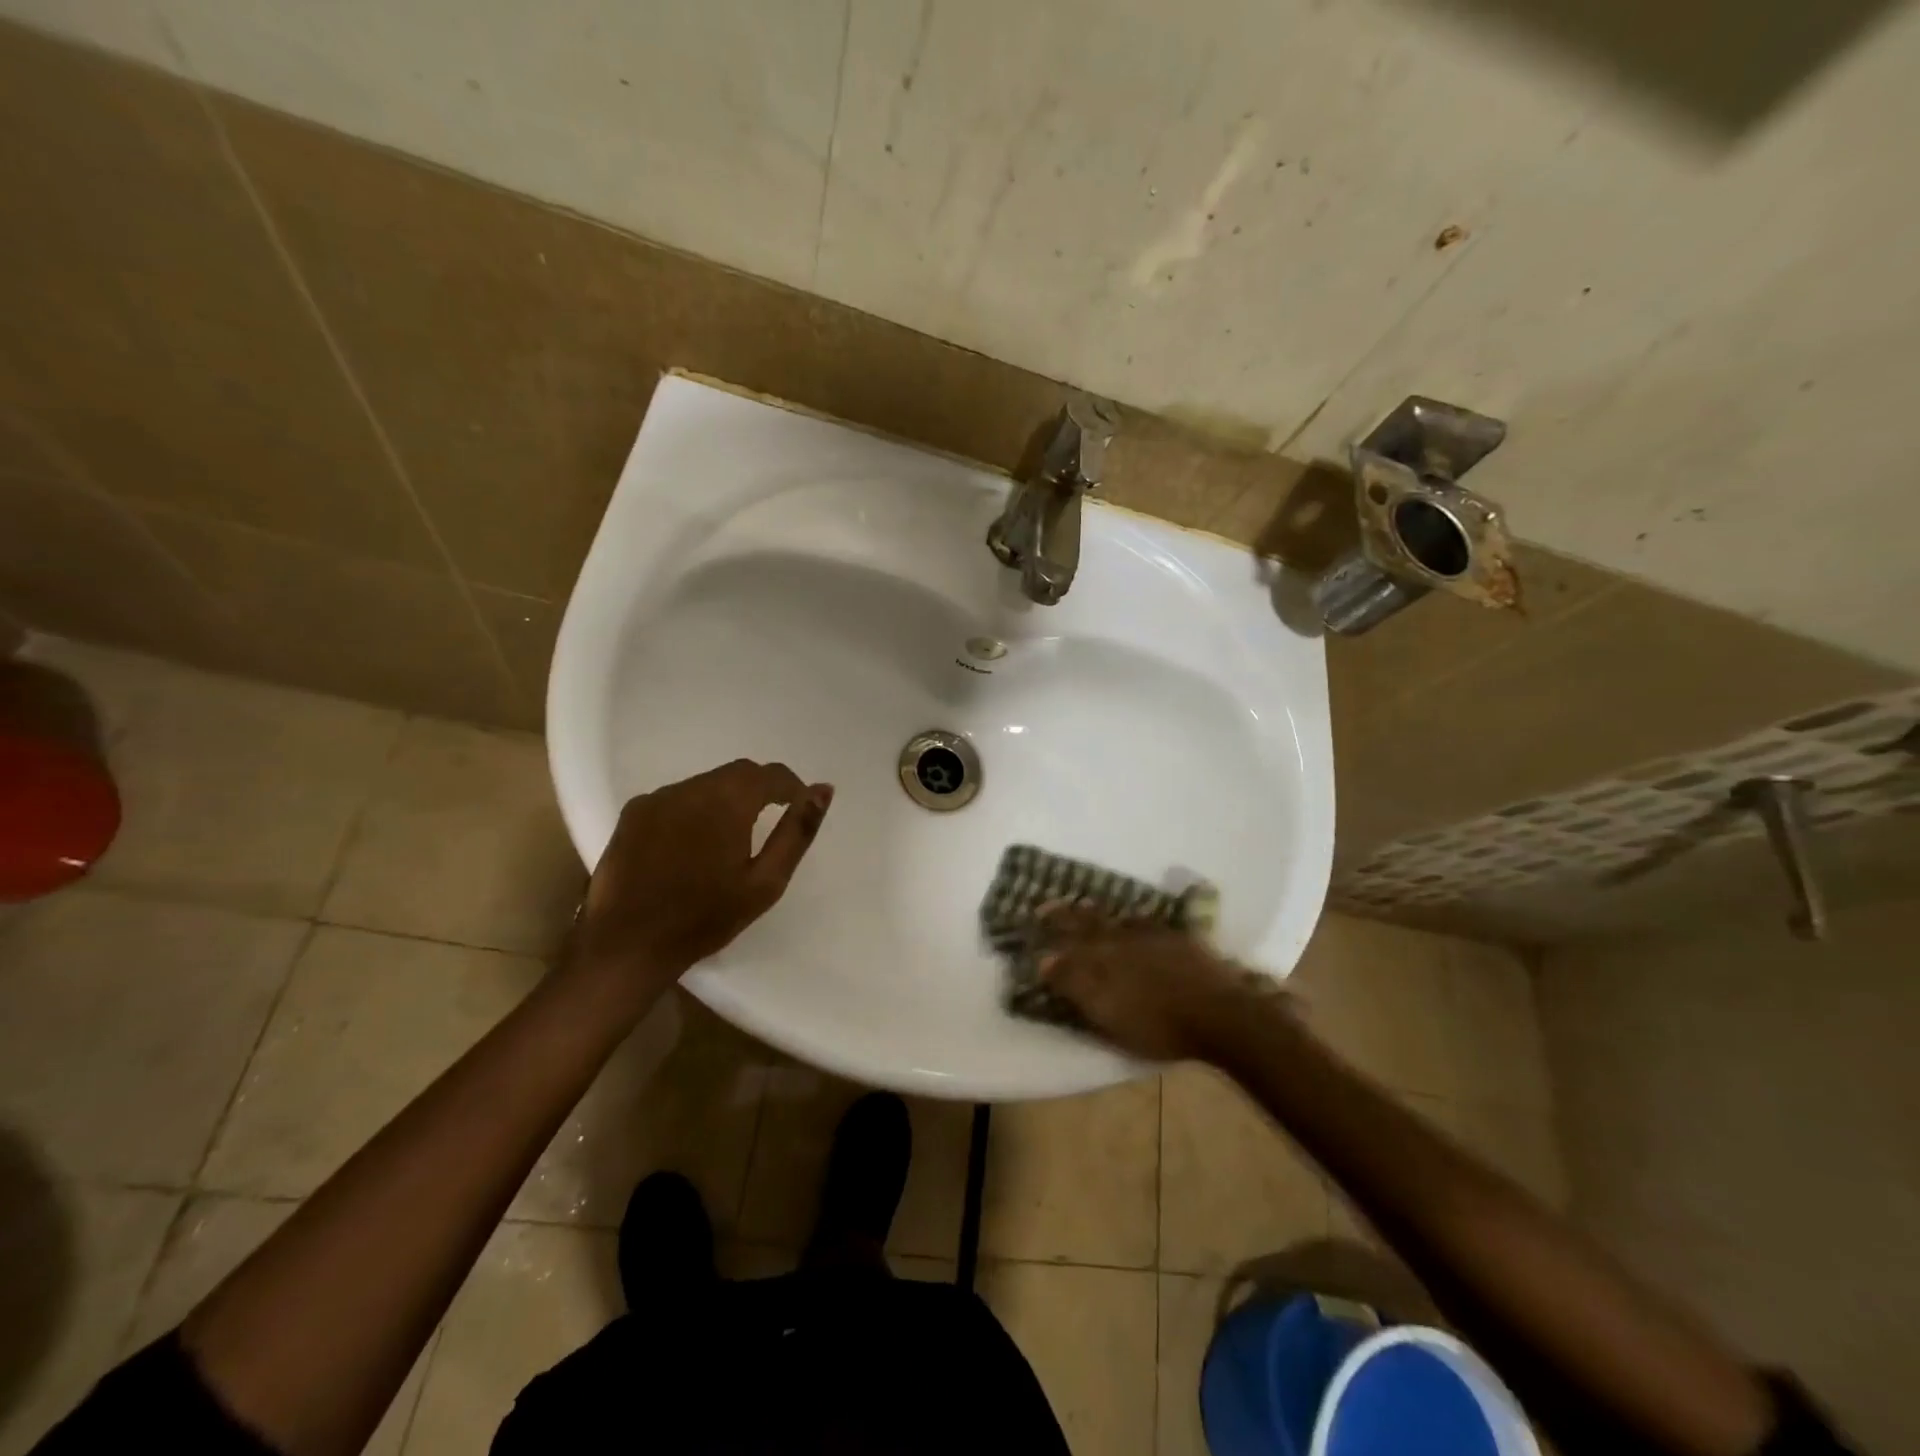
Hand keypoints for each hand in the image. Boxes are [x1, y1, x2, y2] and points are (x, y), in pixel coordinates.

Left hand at [572, 759, 833, 987]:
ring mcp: (657, 798)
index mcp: (727, 802)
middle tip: (771, 821)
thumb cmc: (704, 917)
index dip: (791, 786)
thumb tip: (823, 790)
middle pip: (737, 774)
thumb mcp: (765, 881)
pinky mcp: (633, 813)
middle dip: (760, 789)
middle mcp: (690, 788)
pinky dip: (695, 809)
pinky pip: (677, 798)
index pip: (770, 774)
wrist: (627, 945)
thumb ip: (797, 831)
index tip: (799, 806)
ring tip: (731, 837)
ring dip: (726, 799)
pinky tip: (693, 844)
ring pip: (706, 784)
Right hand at [1036, 907, 1282, 1061]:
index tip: (1032, 917)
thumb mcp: (1107, 1013)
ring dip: (1096, 913)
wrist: (1221, 1014)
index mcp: (1103, 955)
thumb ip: (1075, 985)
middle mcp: (1123, 936)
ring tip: (1084, 908)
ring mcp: (1153, 935)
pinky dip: (1131, 920)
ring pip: (1116, 918)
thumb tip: (1044, 960)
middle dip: (1067, 913)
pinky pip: (1145, 921)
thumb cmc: (1159, 1024)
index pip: (1068, 936)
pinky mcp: (1178, 939)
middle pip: (1089, 920)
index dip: (1050, 927)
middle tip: (1048, 905)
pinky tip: (1132, 921)